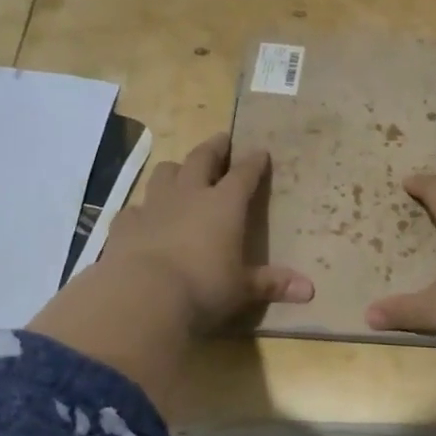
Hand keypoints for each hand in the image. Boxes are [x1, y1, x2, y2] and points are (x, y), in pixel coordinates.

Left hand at [101, 133, 313, 332]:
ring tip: (181, 172)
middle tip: (222, 140)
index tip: (260, 152)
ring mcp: (154, 206)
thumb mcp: (243, 288)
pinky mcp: (125, 224)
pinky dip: (144, 209)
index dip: (254, 163)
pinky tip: (144, 217)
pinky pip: (136, 208)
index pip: (244, 175)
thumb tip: (310, 290)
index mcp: (224, 205)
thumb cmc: (204, 287)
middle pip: (201, 159)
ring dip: (176, 170)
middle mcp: (190, 195)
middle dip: (214, 148)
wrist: (143, 295)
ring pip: (165, 173)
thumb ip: (272, 284)